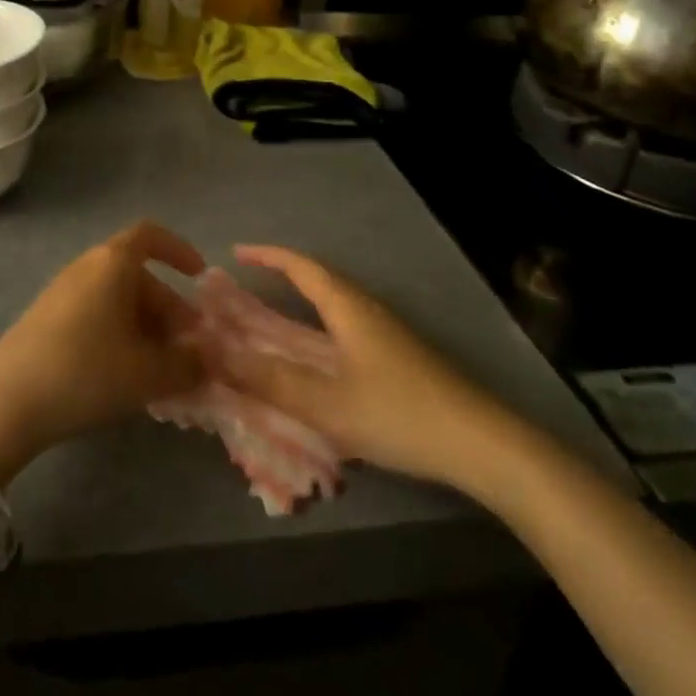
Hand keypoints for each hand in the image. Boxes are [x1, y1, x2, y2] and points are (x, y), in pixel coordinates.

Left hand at [0, 222, 205, 480]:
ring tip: (162, 371)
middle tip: (188, 350)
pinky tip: (125, 376)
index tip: (199, 278)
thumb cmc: (85, 372)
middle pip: (139, 277)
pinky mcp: (46, 319)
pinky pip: (95, 316)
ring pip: (118, 300)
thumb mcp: (147, 374)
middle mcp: (87, 267)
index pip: (150, 236)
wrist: (5, 403)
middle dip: (169, 310)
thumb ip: (186, 365)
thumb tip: (206, 360)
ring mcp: (62, 293)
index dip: (179, 251)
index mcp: (113, 263)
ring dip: (146, 328)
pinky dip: (119, 336)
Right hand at [218, 245, 520, 488]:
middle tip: (245, 288)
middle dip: (280, 277)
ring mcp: (385, 332)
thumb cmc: (398, 414)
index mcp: (348, 307)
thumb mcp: (327, 403)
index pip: (301, 266)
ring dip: (299, 304)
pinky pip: (344, 327)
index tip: (236, 253)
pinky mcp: (396, 355)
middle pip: (318, 280)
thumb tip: (218, 355)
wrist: (478, 442)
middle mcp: (366, 309)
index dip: (267, 256)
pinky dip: (317, 329)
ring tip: (270, 320)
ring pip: (333, 305)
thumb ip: (271, 380)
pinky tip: (314, 358)